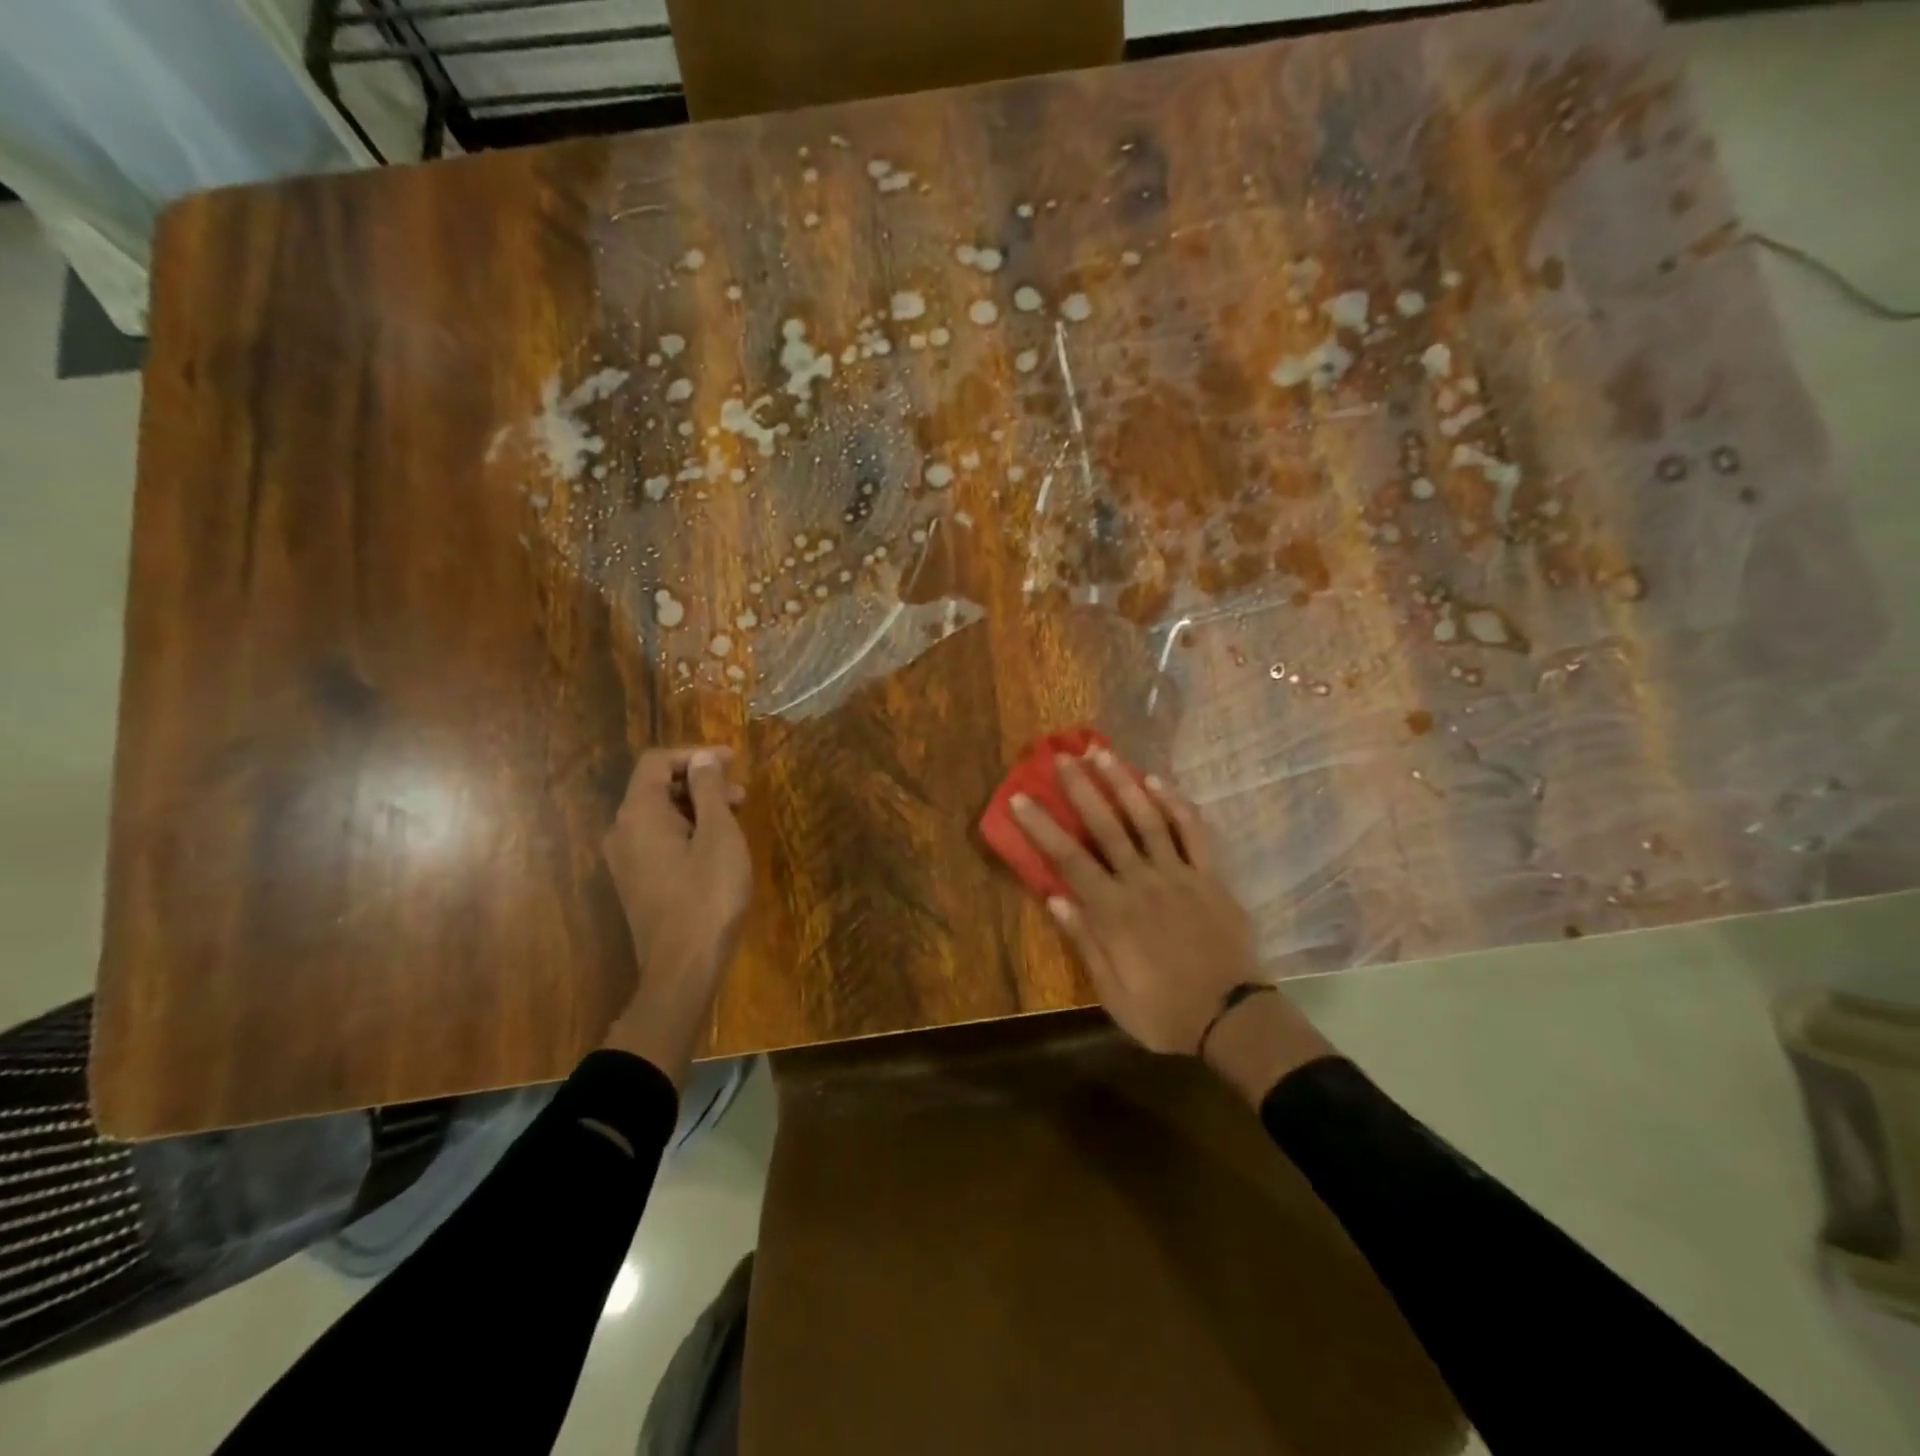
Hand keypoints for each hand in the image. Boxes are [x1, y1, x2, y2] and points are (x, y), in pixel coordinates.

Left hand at [601, 746, 752, 1084]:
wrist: (682, 969)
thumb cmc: (707, 896)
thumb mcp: (719, 836)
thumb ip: (709, 791)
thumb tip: (703, 757)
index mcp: (639, 814)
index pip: (657, 762)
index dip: (695, 754)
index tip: (733, 761)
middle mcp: (622, 831)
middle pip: (657, 786)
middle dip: (700, 781)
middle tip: (740, 793)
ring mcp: (625, 859)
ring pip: (660, 814)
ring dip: (697, 806)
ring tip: (735, 818)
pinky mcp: (636, 881)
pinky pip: (659, 839)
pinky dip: (687, 829)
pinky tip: (717, 845)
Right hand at [1009, 748, 1332, 1103]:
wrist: (1233, 1019)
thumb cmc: (1165, 1011)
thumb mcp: (1112, 992)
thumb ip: (1085, 942)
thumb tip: (1055, 898)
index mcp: (1113, 912)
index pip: (1068, 860)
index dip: (1042, 826)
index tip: (1021, 797)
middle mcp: (1142, 882)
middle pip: (1106, 828)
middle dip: (1081, 790)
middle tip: (1062, 757)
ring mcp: (1179, 875)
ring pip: (1147, 820)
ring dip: (1123, 784)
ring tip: (1103, 754)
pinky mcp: (1210, 876)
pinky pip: (1194, 833)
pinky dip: (1176, 805)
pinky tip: (1157, 782)